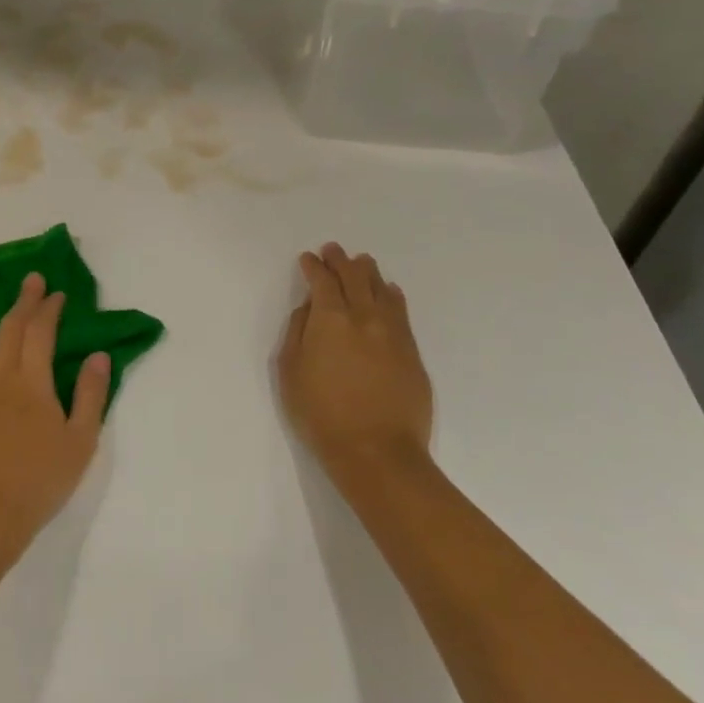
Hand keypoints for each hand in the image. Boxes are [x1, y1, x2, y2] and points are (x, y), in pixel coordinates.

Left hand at [0, 273, 108, 548]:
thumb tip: (99, 355)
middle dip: (22, 300)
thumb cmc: (35, 483)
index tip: (55, 294)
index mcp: (32, 381)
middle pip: (9, 326)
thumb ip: (90, 396)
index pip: (42, 332)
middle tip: (28, 280)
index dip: (49, 309)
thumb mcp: (80, 443)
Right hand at [278, 243, 433, 474]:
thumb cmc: (321, 413)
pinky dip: (391, 296)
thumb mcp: (291, 372)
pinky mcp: (412, 353)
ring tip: (362, 264)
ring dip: (369, 273)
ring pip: (382, 290)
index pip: (322, 281)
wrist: (377, 452)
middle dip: (341, 261)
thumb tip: (309, 309)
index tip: (308, 259)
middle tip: (334, 250)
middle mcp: (365, 317)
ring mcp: (393, 334)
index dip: (314, 267)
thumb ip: (297, 333)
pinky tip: (389, 293)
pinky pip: (401, 312)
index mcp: (331, 320)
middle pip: (355, 277)